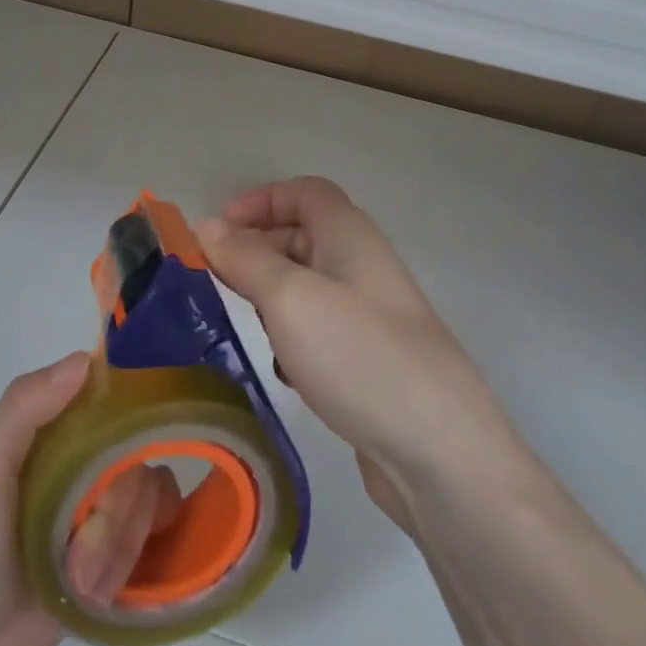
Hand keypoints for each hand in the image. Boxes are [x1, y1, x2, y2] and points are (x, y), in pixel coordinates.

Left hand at [0, 352, 181, 645]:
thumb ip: (23, 407)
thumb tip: (85, 361)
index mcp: (65, 428)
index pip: (118, 395)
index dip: (133, 409)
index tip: (129, 438)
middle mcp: (94, 458)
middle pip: (141, 455)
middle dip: (116, 507)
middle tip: (78, 542)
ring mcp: (111, 506)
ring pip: (151, 501)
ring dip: (116, 546)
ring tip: (77, 577)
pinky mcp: (123, 553)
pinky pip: (156, 541)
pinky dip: (130, 565)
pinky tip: (101, 588)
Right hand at [196, 177, 518, 529]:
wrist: (439, 453)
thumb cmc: (358, 355)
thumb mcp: (289, 297)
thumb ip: (245, 258)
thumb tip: (206, 226)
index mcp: (349, 235)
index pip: (304, 192)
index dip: (260, 200)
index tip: (218, 230)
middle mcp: (361, 267)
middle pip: (302, 236)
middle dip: (257, 250)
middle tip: (215, 279)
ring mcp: (369, 316)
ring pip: (307, 287)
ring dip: (271, 297)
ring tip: (243, 323)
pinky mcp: (368, 361)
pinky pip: (319, 331)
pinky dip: (292, 338)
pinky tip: (282, 369)